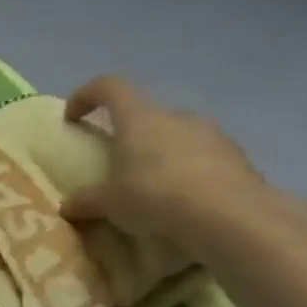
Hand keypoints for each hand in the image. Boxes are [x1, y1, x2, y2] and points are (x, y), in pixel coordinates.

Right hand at [59, 76, 284, 243]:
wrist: (234, 220)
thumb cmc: (156, 197)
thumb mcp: (108, 204)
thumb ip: (85, 201)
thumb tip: (67, 206)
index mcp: (139, 118)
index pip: (109, 86)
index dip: (86, 96)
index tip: (72, 119)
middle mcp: (176, 117)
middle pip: (145, 114)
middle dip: (128, 134)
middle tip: (116, 164)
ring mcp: (213, 135)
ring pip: (176, 136)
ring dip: (161, 154)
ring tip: (152, 188)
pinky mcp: (239, 159)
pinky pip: (203, 158)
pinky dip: (188, 173)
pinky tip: (183, 202)